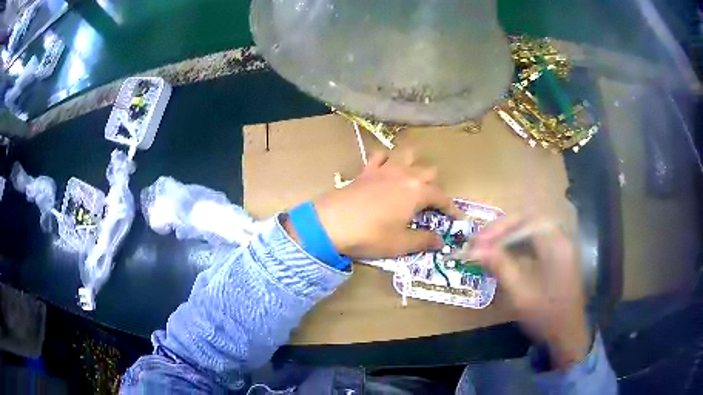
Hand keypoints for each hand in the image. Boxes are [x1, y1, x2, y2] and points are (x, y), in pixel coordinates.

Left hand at [313, 150, 462, 258]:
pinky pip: (380, 155)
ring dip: (415, 164)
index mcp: (417, 192)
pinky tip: (386, 169)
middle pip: (429, 171)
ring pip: (408, 154)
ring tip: (413, 179)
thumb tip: (440, 241)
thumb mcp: (401, 244)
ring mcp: (385, 169)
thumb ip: (424, 240)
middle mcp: (405, 174)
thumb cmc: (370, 235)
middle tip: (431, 205)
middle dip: (435, 186)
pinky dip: (387, 159)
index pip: (442, 197)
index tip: (457, 218)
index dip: (452, 208)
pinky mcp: (366, 169)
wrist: (331, 224)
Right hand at [466, 219, 590, 368]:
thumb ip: (501, 267)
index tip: (478, 242)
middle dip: (501, 229)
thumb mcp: (522, 295)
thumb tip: (475, 250)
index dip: (500, 227)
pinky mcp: (555, 255)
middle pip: (527, 220)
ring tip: (484, 246)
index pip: (526, 220)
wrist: (568, 334)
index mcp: (557, 245)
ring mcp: (559, 246)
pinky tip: (501, 254)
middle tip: (477, 243)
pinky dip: (514, 245)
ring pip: (529, 229)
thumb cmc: (547, 317)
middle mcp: (560, 239)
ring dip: (505, 236)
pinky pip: (532, 241)